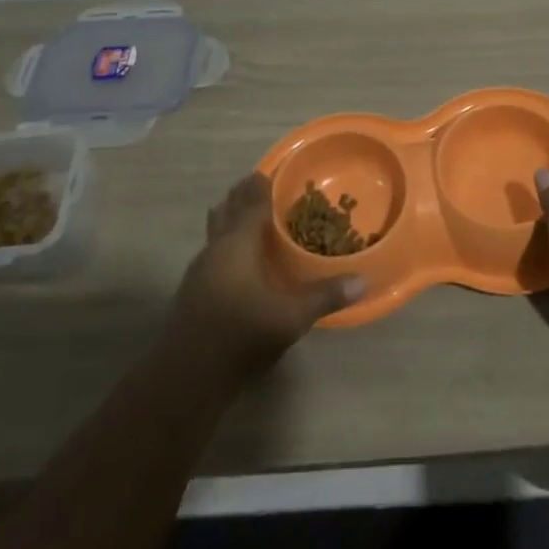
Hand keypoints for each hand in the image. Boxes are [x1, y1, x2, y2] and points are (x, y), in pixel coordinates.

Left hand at [169, 173, 365, 382]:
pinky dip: (224, 241)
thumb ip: (325, 296)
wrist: (186, 378)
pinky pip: (212, 251)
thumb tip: (362, 281)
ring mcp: (200, 270)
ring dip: (229, 217)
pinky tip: (235, 258)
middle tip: (257, 183)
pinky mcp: (193, 291)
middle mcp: (216, 248)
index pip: (251, 202)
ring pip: (215, 230)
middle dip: (241, 195)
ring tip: (243, 211)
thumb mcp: (291, 317)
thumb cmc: (241, 335)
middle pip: (227, 210)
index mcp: (237, 243)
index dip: (261, 185)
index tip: (270, 170)